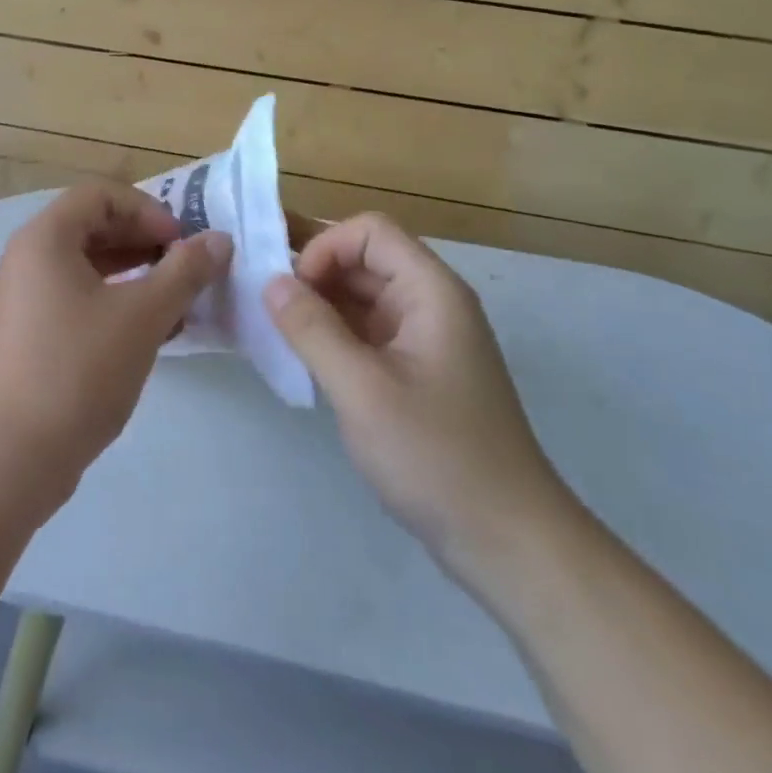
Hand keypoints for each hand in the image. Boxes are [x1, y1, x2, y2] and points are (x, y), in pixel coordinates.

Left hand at [0, 182, 231, 518]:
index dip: (148, 210)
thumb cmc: (77, 371)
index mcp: (45, 238)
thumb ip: (185, 272)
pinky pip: (78, 298)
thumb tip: (220, 240)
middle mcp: (28, 259)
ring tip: (176, 302)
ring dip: (136, 274)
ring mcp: (25, 299)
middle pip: (94, 226)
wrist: (10, 459)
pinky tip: (150, 333)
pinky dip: (116, 303)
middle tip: (186, 270)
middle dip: (146, 242)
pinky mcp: (30, 334)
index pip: (101, 195)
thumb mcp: (142, 316)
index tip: (181, 244)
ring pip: (89, 266)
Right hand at [264, 213, 571, 581]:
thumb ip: (313, 329)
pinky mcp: (415, 371)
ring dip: (319, 305)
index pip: (370, 232)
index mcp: (430, 291)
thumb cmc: (437, 457)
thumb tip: (271, 281)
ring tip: (274, 329)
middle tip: (264, 303)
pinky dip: (333, 335)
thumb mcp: (363, 390)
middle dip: (314, 273)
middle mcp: (430, 303)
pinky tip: (302, 356)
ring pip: (362, 297)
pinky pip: (367, 332)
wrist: (506, 540)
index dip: (325, 247)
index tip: (290, 289)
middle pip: (365, 260)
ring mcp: (424, 339)